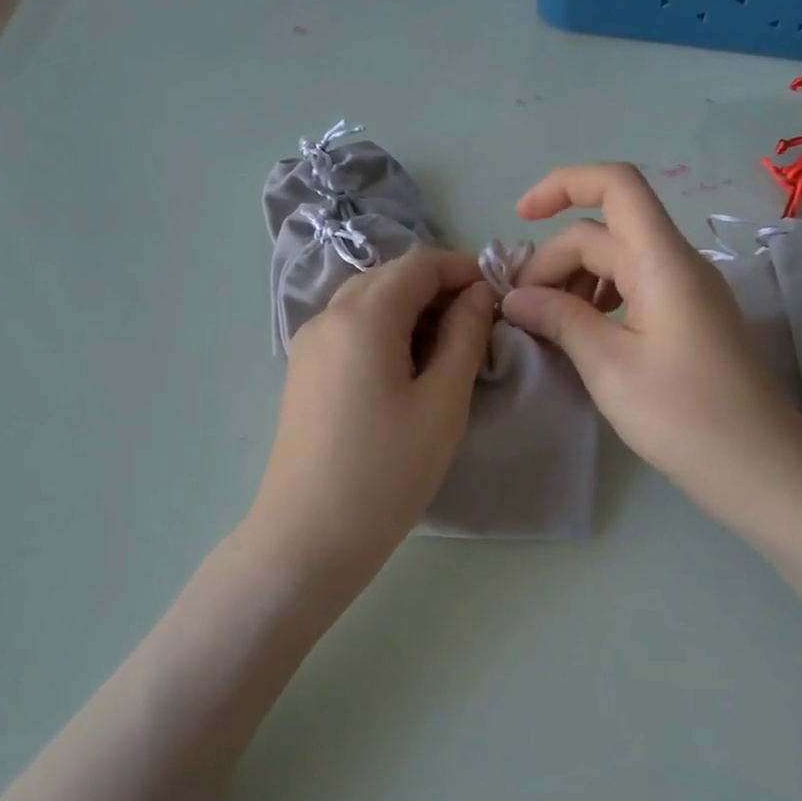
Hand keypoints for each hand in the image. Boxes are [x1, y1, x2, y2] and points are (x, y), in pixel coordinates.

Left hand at [247, 248, 494, 586]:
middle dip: (437, 288)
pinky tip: (406, 366)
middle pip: (390, 277)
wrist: (309, 535)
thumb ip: (464, 336)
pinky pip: (349, 328)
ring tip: (448, 346)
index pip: (419, 264)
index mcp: (363, 315)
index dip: (462, 269)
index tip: (498, 293)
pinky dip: (384, 329)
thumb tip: (478, 294)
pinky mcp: (303, 370)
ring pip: (367, 301)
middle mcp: (328, 316)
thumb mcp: (442, 402)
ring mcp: (309, 343)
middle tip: (478, 322)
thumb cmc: (387, 470)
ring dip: (410, 308)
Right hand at [502, 164, 801, 531]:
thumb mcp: (609, 366)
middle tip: (519, 312)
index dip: (563, 184)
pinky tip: (581, 334)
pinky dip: (597, 299)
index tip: (519, 217)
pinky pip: (633, 287)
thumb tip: (513, 298)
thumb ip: (560, 319)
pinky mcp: (688, 320)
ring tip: (546, 324)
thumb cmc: (685, 416)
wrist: (763, 471)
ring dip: (572, 280)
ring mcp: (687, 292)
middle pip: (603, 232)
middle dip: (552, 260)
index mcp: (662, 260)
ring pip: (616, 260)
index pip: (615, 185)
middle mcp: (677, 263)